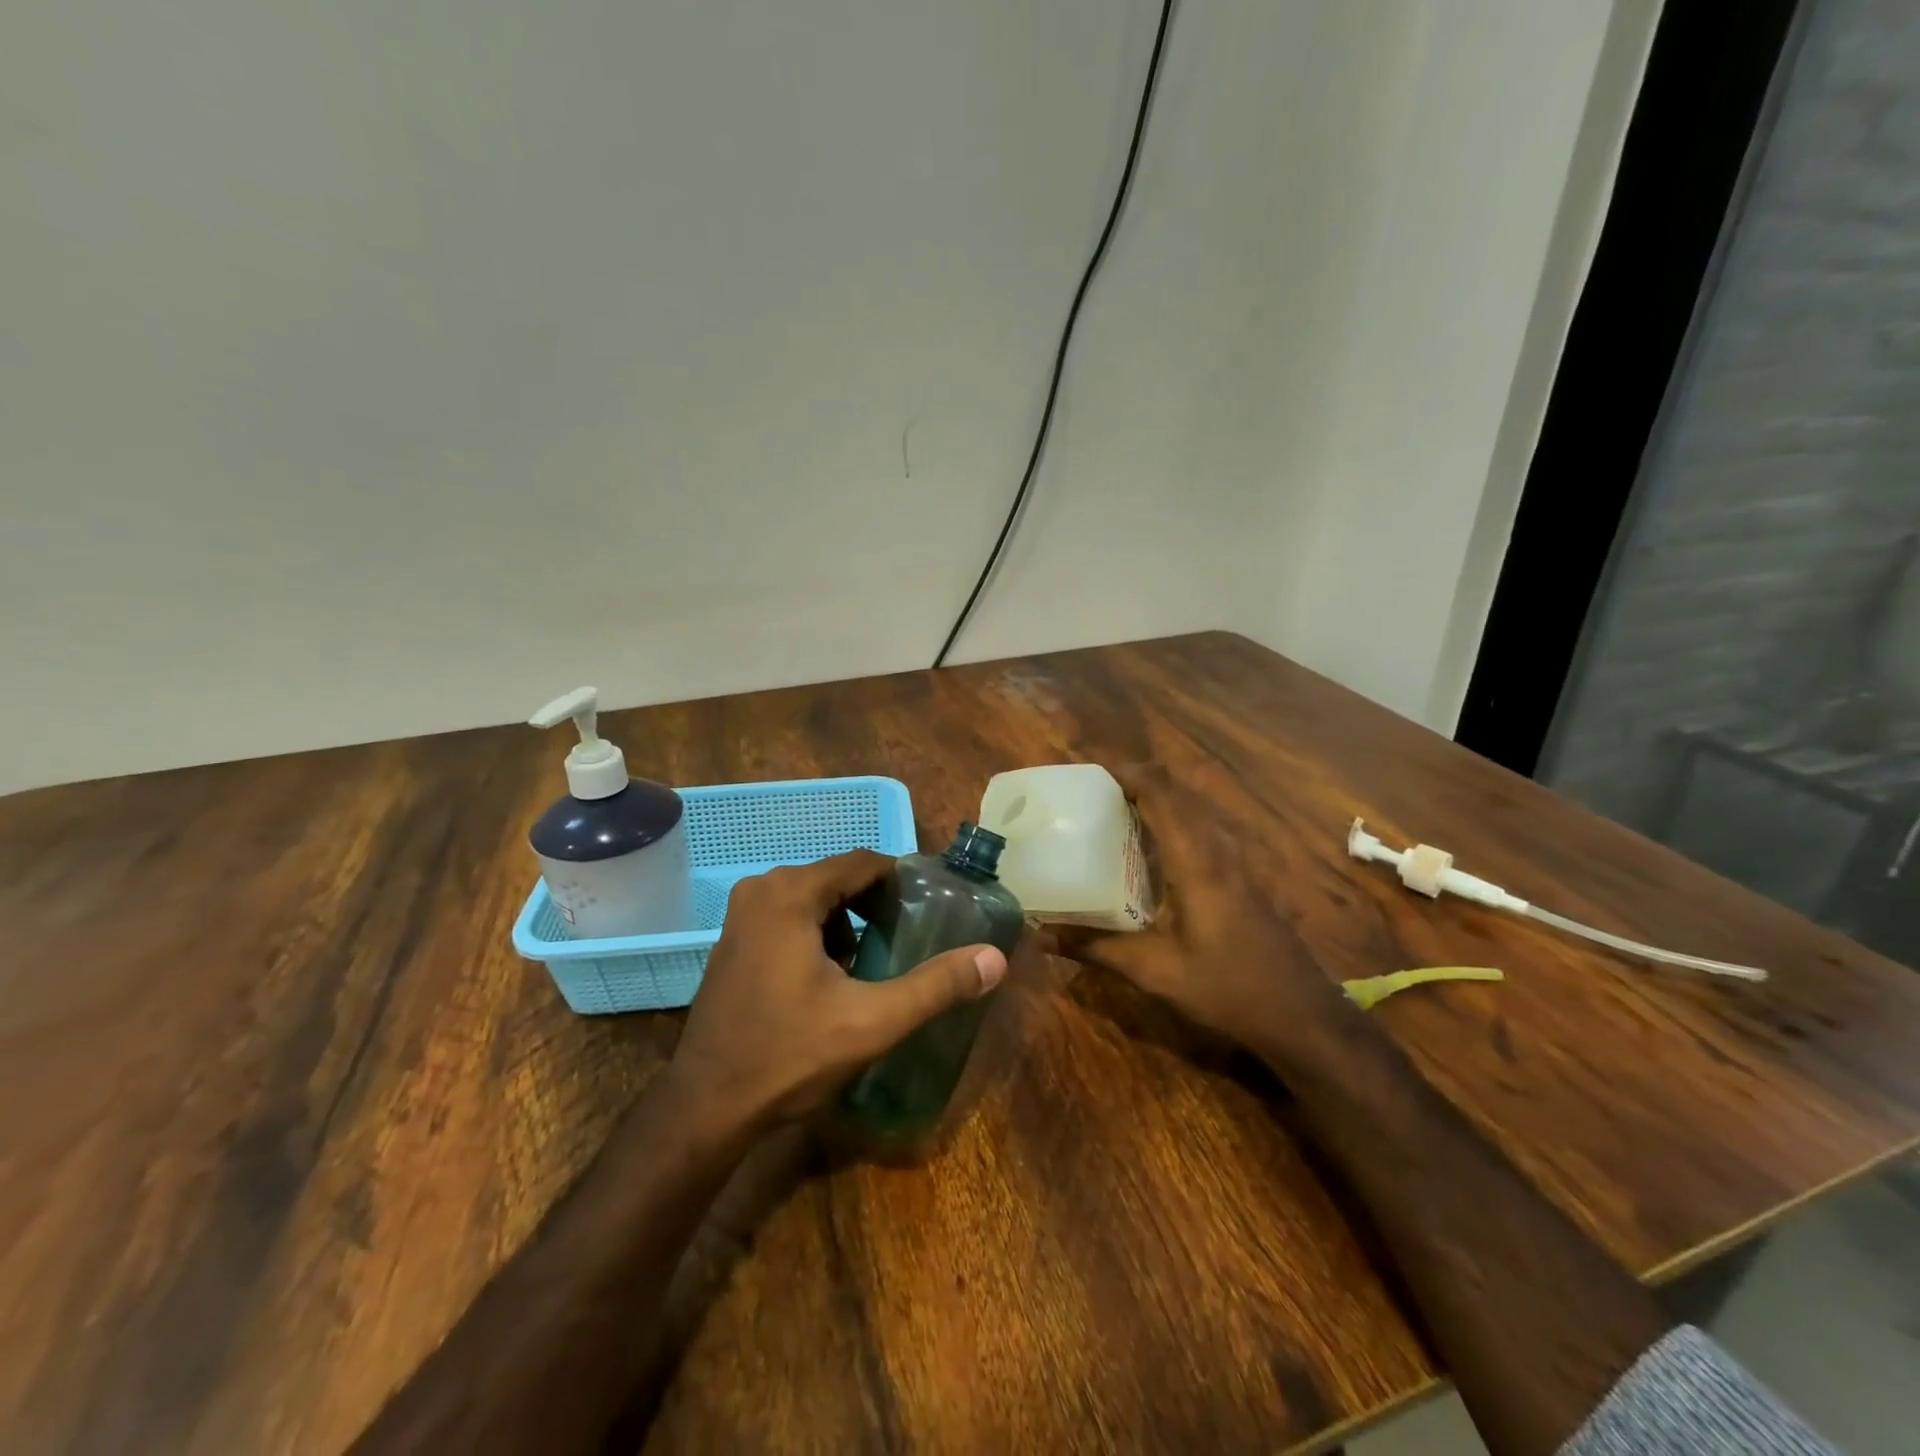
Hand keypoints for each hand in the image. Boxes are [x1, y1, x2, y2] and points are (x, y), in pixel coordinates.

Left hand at [668, 850, 1007, 1133]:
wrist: (706, 1107)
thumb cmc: (788, 1056)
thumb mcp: (872, 1021)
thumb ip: (935, 986)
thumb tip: (994, 959)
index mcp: (790, 893)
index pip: (863, 863)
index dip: (901, 881)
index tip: (929, 908)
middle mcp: (762, 889)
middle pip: (838, 878)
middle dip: (876, 905)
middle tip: (907, 939)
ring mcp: (742, 914)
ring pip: (815, 899)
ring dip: (848, 922)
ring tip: (874, 963)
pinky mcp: (734, 940)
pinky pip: (791, 917)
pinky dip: (819, 933)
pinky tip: (833, 978)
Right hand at [1056, 768, 1352, 1061]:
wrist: (1301, 1016)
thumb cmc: (1226, 988)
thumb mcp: (1154, 970)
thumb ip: (1096, 947)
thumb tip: (1039, 937)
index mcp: (1197, 860)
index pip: (1162, 794)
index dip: (1127, 773)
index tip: (1090, 768)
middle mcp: (1221, 848)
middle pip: (1180, 792)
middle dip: (1138, 779)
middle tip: (1095, 789)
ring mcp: (1239, 861)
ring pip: (1197, 808)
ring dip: (1160, 797)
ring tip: (1119, 808)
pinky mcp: (1247, 876)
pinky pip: (1207, 828)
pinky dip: (1177, 819)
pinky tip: (1156, 848)